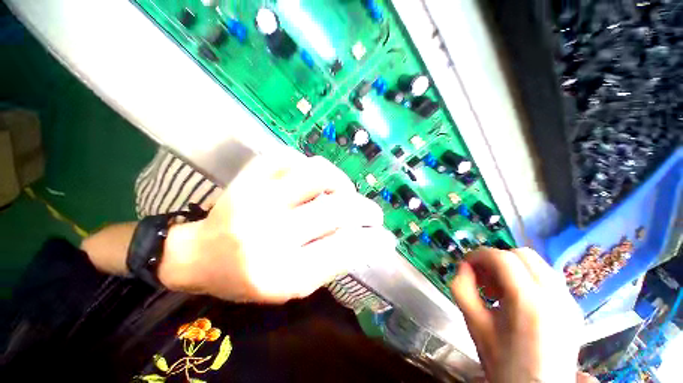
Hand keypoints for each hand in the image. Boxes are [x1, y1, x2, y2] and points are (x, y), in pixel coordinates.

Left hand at [160, 149, 395, 302]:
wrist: (200, 255)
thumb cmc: (246, 278)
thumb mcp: (291, 285)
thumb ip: (329, 263)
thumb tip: (366, 240)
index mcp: (278, 271)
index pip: (341, 250)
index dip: (369, 240)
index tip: (383, 235)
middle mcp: (268, 232)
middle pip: (335, 208)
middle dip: (364, 209)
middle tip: (371, 213)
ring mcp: (256, 197)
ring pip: (316, 172)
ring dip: (340, 181)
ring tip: (342, 193)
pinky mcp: (247, 177)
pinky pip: (288, 156)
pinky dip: (308, 165)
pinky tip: (311, 179)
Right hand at [450, 247, 582, 382]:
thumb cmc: (503, 362)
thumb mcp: (474, 323)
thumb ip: (462, 288)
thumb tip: (465, 266)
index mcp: (529, 303)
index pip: (502, 258)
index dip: (479, 255)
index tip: (467, 264)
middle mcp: (556, 296)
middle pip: (522, 254)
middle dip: (496, 259)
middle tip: (483, 277)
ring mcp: (570, 301)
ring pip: (537, 264)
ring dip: (512, 267)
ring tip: (499, 288)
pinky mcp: (575, 307)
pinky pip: (548, 278)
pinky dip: (527, 277)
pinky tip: (517, 298)